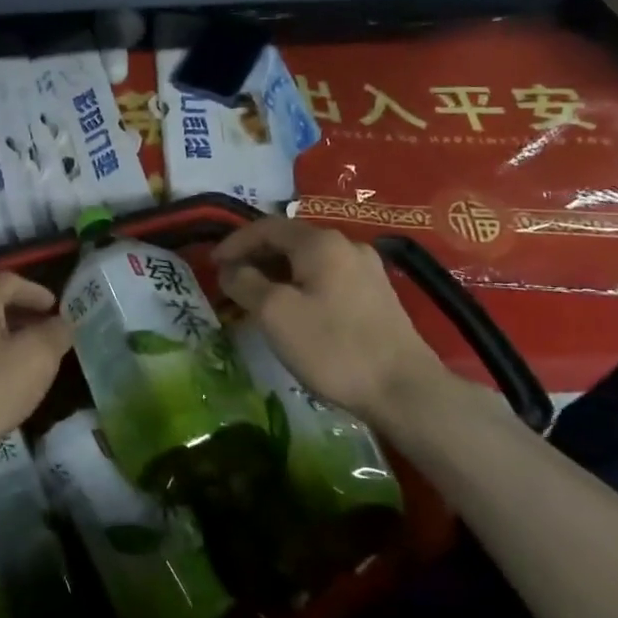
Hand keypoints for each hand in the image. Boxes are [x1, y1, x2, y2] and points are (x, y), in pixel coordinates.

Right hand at [213, 216, 447, 428]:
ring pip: (309, 262)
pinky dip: (301, 286)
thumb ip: (245, 282)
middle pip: (289, 241)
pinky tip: (294, 311)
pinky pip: (328, 279)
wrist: (404, 390)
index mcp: (320, 242)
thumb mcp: (274, 313)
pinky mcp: (378, 296)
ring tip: (256, 298)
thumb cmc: (332, 346)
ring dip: (278, 274)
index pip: (266, 227)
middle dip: (255, 258)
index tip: (212, 264)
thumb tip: (230, 269)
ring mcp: (367, 270)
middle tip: (230, 282)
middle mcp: (346, 245)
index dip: (235, 242)